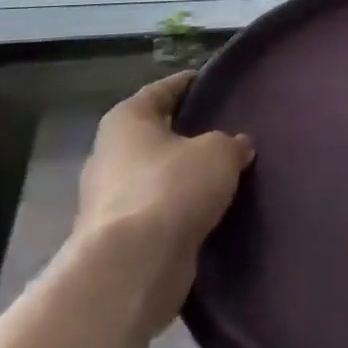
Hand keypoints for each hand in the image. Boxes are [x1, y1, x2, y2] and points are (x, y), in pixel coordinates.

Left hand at [73, 72, 255, 338]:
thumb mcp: (218, 152)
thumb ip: (231, 143)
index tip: (214, 82)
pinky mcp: (119, 237)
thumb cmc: (172, 188)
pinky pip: (158, 209)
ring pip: (156, 174)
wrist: (133, 266)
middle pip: (155, 134)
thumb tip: (237, 145)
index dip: (189, 83)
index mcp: (126, 121)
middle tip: (226, 129)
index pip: (162, 90)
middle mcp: (110, 154)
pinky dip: (179, 207)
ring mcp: (109, 199)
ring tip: (223, 172)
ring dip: (183, 174)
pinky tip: (208, 207)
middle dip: (187, 133)